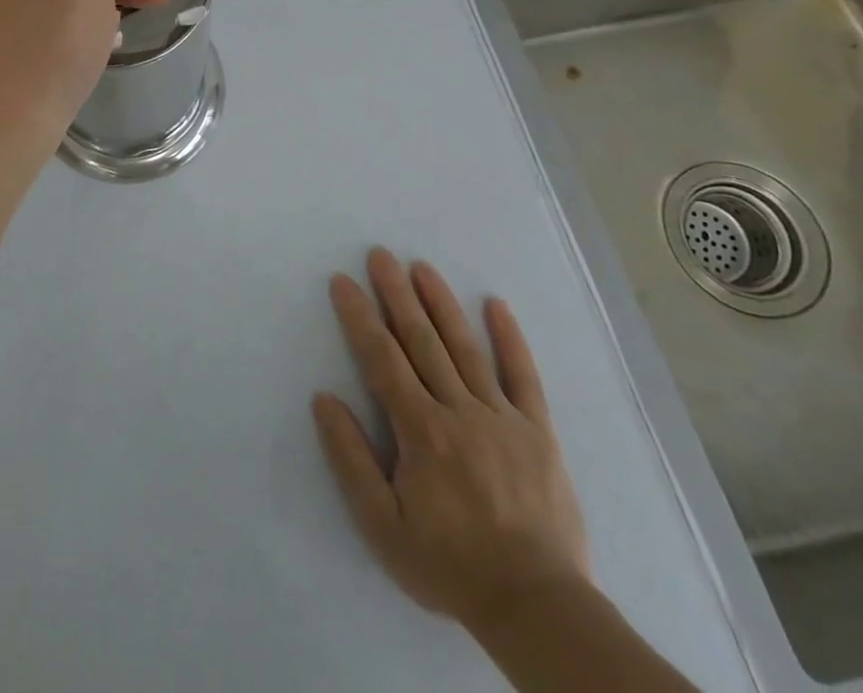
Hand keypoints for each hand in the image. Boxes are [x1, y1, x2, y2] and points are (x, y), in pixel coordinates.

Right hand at [313, 249, 590, 634]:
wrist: (538, 607)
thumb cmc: (450, 565)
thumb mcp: (383, 526)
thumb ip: (351, 459)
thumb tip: (324, 399)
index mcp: (422, 431)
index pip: (382, 359)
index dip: (359, 317)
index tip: (343, 281)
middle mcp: (460, 411)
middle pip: (421, 341)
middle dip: (397, 294)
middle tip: (380, 255)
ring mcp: (502, 417)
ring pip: (465, 348)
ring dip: (441, 304)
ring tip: (422, 267)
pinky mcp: (538, 431)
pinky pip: (524, 376)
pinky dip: (510, 339)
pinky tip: (496, 305)